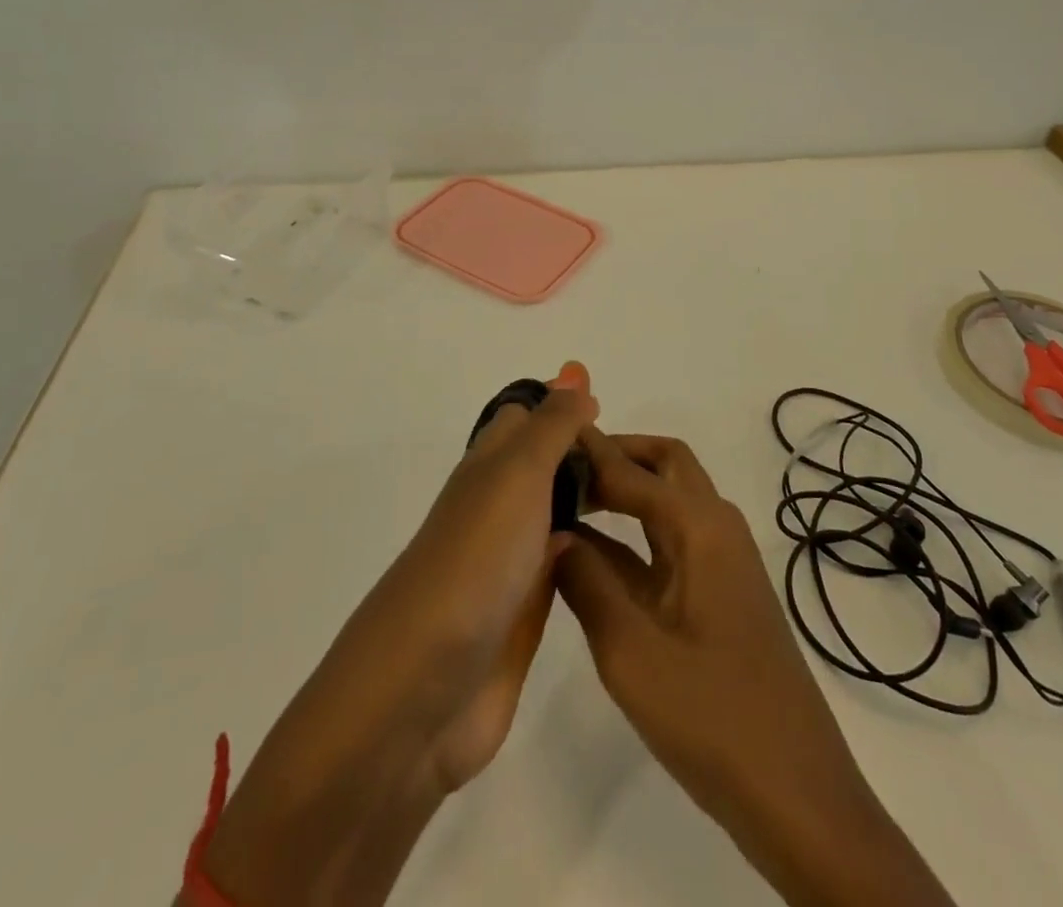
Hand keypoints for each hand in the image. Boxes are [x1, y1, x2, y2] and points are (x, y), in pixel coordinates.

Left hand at [196, 366, 595, 906]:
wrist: (422, 691)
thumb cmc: (474, 561)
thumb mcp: (518, 475)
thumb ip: (552, 424)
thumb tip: (575, 371)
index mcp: (487, 468)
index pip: (523, 417)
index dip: (560, 405)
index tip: (608, 406)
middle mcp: (495, 508)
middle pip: (540, 464)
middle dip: (582, 453)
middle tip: (639, 457)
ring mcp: (506, 563)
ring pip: (551, 513)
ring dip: (584, 500)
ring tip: (639, 497)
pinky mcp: (519, 616)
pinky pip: (557, 566)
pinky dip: (583, 553)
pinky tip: (615, 556)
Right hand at [557, 430, 952, 906]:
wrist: (797, 795)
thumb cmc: (713, 717)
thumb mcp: (631, 652)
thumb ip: (586, 583)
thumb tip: (552, 533)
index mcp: (701, 527)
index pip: (633, 470)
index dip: (590, 451)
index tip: (545, 436)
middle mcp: (716, 529)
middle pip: (665, 465)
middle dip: (617, 454)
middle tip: (563, 466)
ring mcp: (721, 563)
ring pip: (669, 502)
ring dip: (626, 490)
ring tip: (568, 497)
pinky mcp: (719, 595)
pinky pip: (670, 544)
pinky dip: (632, 534)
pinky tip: (590, 554)